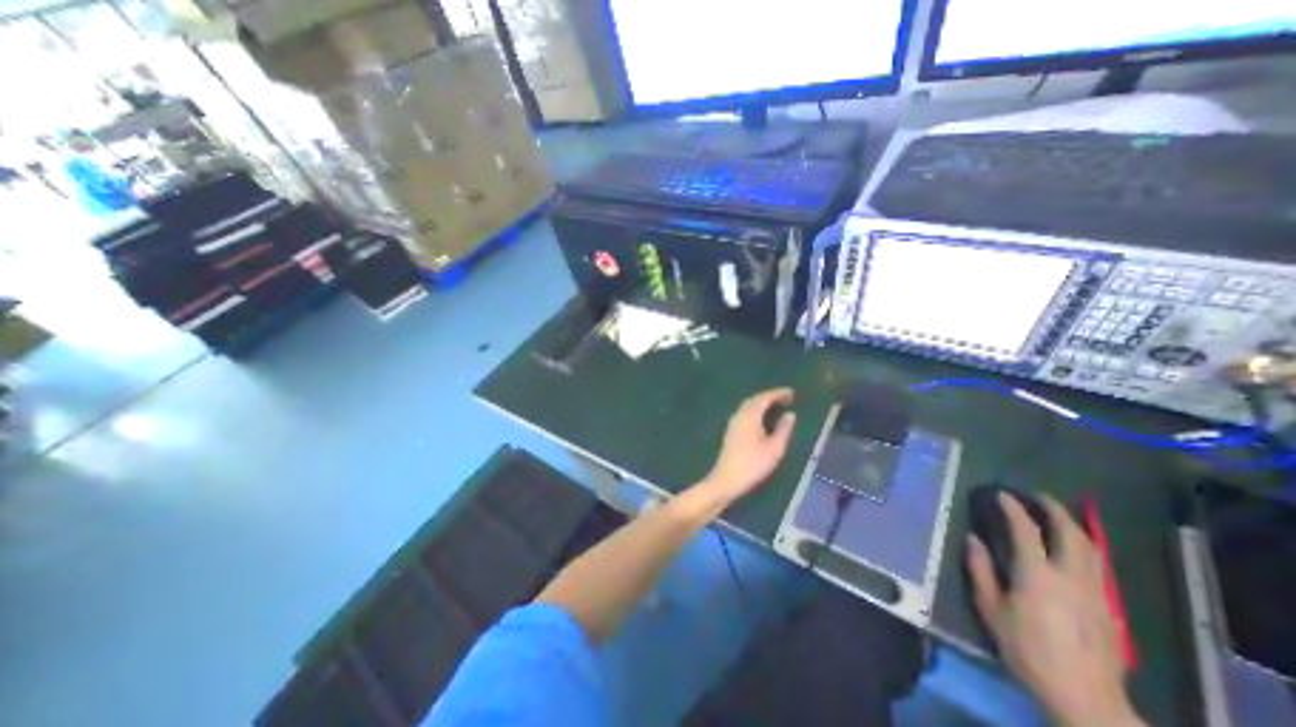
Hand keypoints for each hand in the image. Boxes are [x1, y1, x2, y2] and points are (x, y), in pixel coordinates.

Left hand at [704, 390, 796, 503]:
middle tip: (786, 399)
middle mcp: (739, 415)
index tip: (792, 393)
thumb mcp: (775, 447)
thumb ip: (783, 429)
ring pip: (748, 407)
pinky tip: (763, 421)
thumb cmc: (753, 464)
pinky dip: (756, 412)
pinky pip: (745, 414)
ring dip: (762, 404)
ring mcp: (733, 423)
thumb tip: (790, 415)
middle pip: (754, 400)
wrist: (727, 479)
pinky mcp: (731, 432)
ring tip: (777, 408)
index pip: (764, 398)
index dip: (778, 394)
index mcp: (750, 415)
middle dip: (770, 397)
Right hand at [962, 492, 1143, 724]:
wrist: (1084, 696)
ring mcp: (1095, 591)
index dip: (1014, 509)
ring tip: (1058, 515)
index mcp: (1037, 575)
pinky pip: (1098, 565)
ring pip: (1091, 548)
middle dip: (1054, 510)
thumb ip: (981, 570)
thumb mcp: (991, 608)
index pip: (1027, 531)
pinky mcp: (1108, 606)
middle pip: (1070, 534)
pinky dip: (1085, 547)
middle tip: (1037, 496)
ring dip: (1073, 526)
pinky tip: (1076, 548)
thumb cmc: (1026, 648)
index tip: (1002, 495)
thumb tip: (973, 539)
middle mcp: (1071, 577)